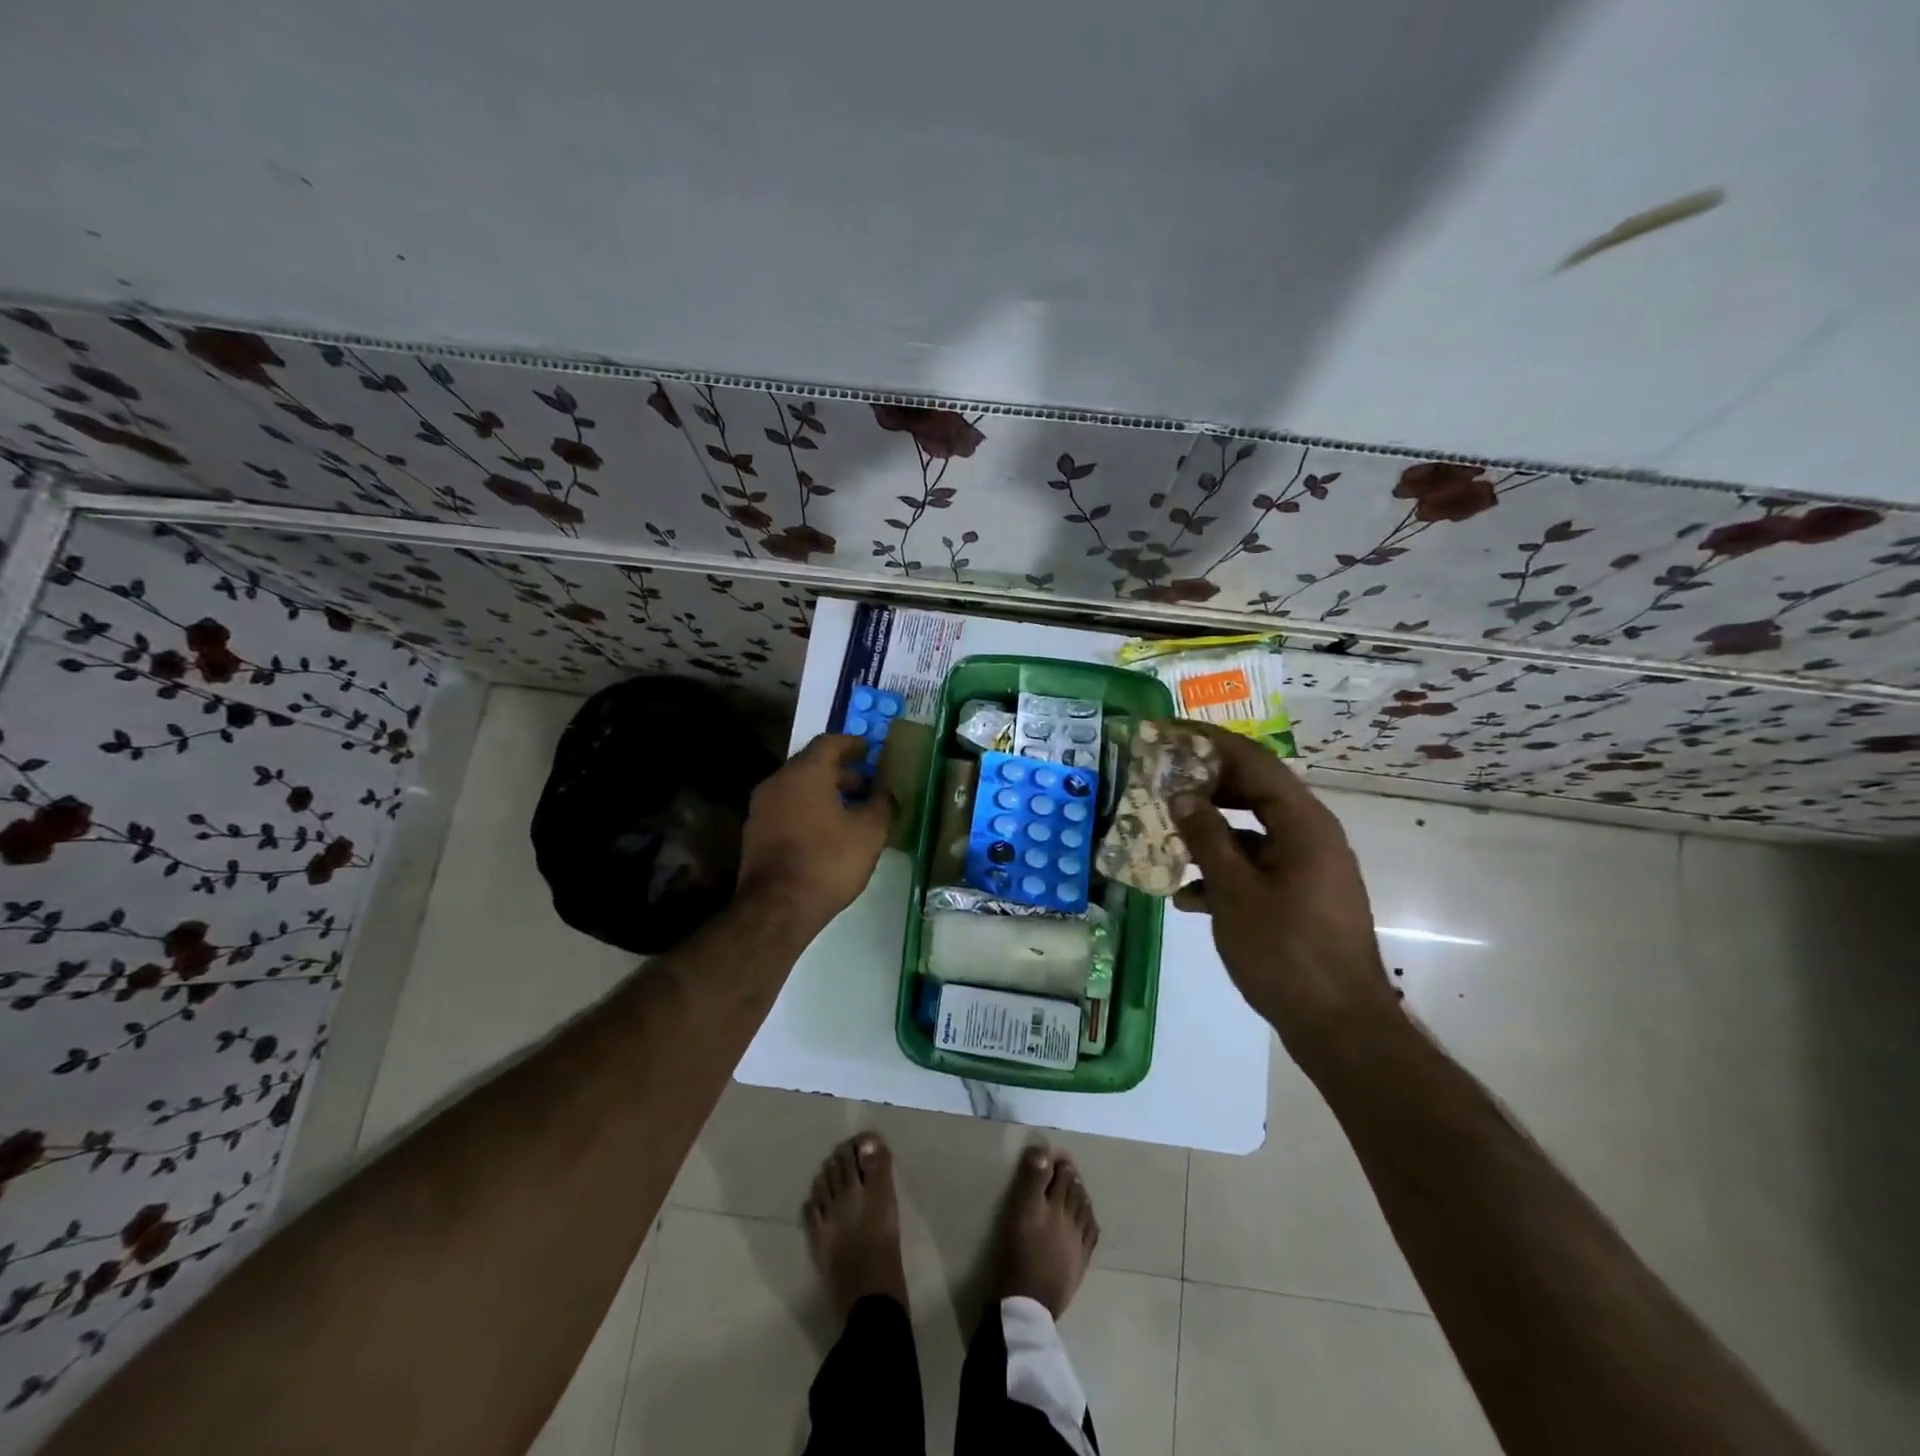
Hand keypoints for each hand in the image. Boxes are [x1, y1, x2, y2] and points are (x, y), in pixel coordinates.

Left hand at [736, 733, 894, 931]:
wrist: (777, 908)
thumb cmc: (828, 861)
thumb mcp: (869, 833)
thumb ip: (881, 806)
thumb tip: (885, 795)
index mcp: (805, 772)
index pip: (829, 743)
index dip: (852, 744)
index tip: (869, 750)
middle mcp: (778, 782)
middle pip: (811, 765)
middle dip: (841, 772)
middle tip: (866, 785)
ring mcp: (761, 808)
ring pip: (797, 789)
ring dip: (824, 793)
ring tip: (851, 811)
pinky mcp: (755, 833)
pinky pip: (787, 809)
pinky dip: (808, 811)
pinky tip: (828, 832)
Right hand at [1166, 723, 1399, 1067]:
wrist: (1339, 1027)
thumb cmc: (1285, 952)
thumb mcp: (1235, 892)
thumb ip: (1207, 837)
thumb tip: (1183, 795)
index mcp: (1303, 823)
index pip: (1253, 762)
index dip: (1209, 741)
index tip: (1168, 731)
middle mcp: (1311, 835)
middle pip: (1253, 792)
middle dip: (1205, 785)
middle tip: (1160, 777)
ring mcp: (1309, 867)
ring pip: (1252, 832)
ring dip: (1209, 832)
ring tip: (1164, 835)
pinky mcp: (1302, 896)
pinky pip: (1258, 866)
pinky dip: (1225, 871)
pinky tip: (1188, 896)